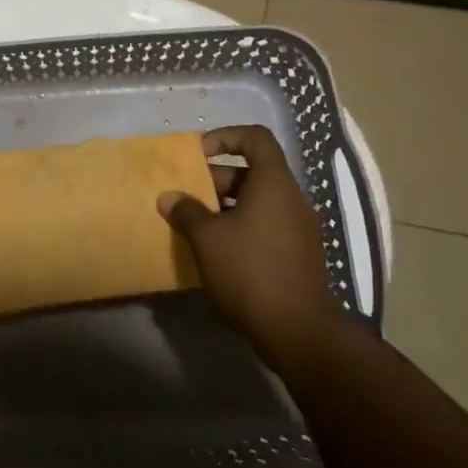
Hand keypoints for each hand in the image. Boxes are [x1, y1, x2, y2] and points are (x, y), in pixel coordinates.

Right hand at [157, 126, 340, 361]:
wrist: (298, 330)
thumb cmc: (250, 271)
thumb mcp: (207, 238)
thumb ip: (186, 212)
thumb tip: (169, 198)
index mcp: (273, 184)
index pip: (255, 138)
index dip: (225, 137)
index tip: (197, 155)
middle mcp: (291, 199)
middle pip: (252, 172)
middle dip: (215, 178)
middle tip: (186, 197)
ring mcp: (299, 228)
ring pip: (257, 201)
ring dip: (224, 206)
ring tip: (194, 225)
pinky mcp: (298, 254)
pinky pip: (265, 225)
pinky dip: (240, 227)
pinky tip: (216, 251)